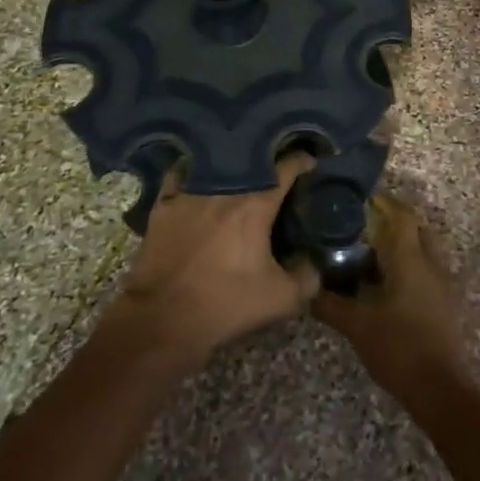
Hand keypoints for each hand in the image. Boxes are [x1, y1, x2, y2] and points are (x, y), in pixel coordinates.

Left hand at [102, 152, 318, 369]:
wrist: (163, 318)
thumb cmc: (226, 304)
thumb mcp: (281, 299)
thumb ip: (308, 277)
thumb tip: (315, 262)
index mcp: (256, 204)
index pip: (286, 168)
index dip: (302, 161)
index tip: (310, 163)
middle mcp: (224, 189)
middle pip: (251, 161)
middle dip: (268, 162)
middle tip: (277, 171)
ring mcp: (190, 193)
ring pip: (216, 165)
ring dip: (232, 166)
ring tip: (240, 173)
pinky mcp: (164, 205)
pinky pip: (180, 175)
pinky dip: (192, 172)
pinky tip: (198, 177)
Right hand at [313, 196, 464, 395]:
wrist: (440, 389)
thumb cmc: (398, 348)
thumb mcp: (356, 326)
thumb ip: (330, 303)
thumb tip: (305, 287)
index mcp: (410, 259)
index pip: (401, 215)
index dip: (382, 202)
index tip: (358, 199)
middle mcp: (431, 263)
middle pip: (416, 227)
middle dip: (393, 220)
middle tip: (363, 224)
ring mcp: (443, 283)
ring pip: (424, 248)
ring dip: (403, 244)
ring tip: (371, 251)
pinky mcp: (446, 302)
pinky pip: (428, 269)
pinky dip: (410, 265)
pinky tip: (387, 282)